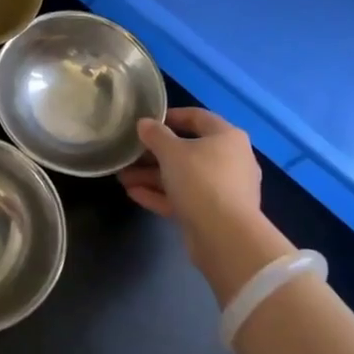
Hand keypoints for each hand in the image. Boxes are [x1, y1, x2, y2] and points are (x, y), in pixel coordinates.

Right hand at [119, 108, 292, 304]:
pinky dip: (162, 195)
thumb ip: (156, 135)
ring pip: (184, 177)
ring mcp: (223, 190)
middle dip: (154, 154)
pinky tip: (134, 193)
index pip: (198, 117)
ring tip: (123, 177)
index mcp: (227, 137)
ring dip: (153, 176)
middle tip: (129, 155)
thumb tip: (144, 124)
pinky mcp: (214, 214)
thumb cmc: (201, 181)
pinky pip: (185, 198)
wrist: (225, 236)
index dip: (171, 116)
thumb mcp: (172, 152)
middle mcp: (230, 160)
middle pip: (188, 150)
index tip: (147, 121)